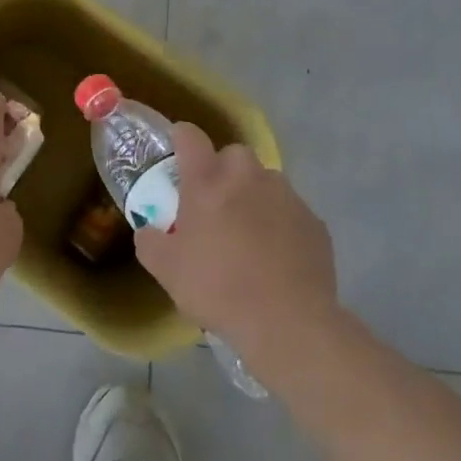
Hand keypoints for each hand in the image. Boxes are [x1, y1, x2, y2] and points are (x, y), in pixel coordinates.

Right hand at [135, 123, 340, 368]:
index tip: (178, 153)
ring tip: (250, 232)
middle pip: (233, 154)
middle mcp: (247, 176)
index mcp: (207, 181)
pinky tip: (278, 256)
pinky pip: (290, 211)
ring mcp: (285, 196)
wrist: (289, 324)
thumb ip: (150, 242)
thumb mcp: (167, 271)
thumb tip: (148, 230)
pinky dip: (281, 223)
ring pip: (265, 181)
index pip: (190, 136)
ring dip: (254, 195)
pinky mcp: (313, 221)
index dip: (181, 138)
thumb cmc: (219, 289)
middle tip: (215, 203)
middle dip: (223, 170)